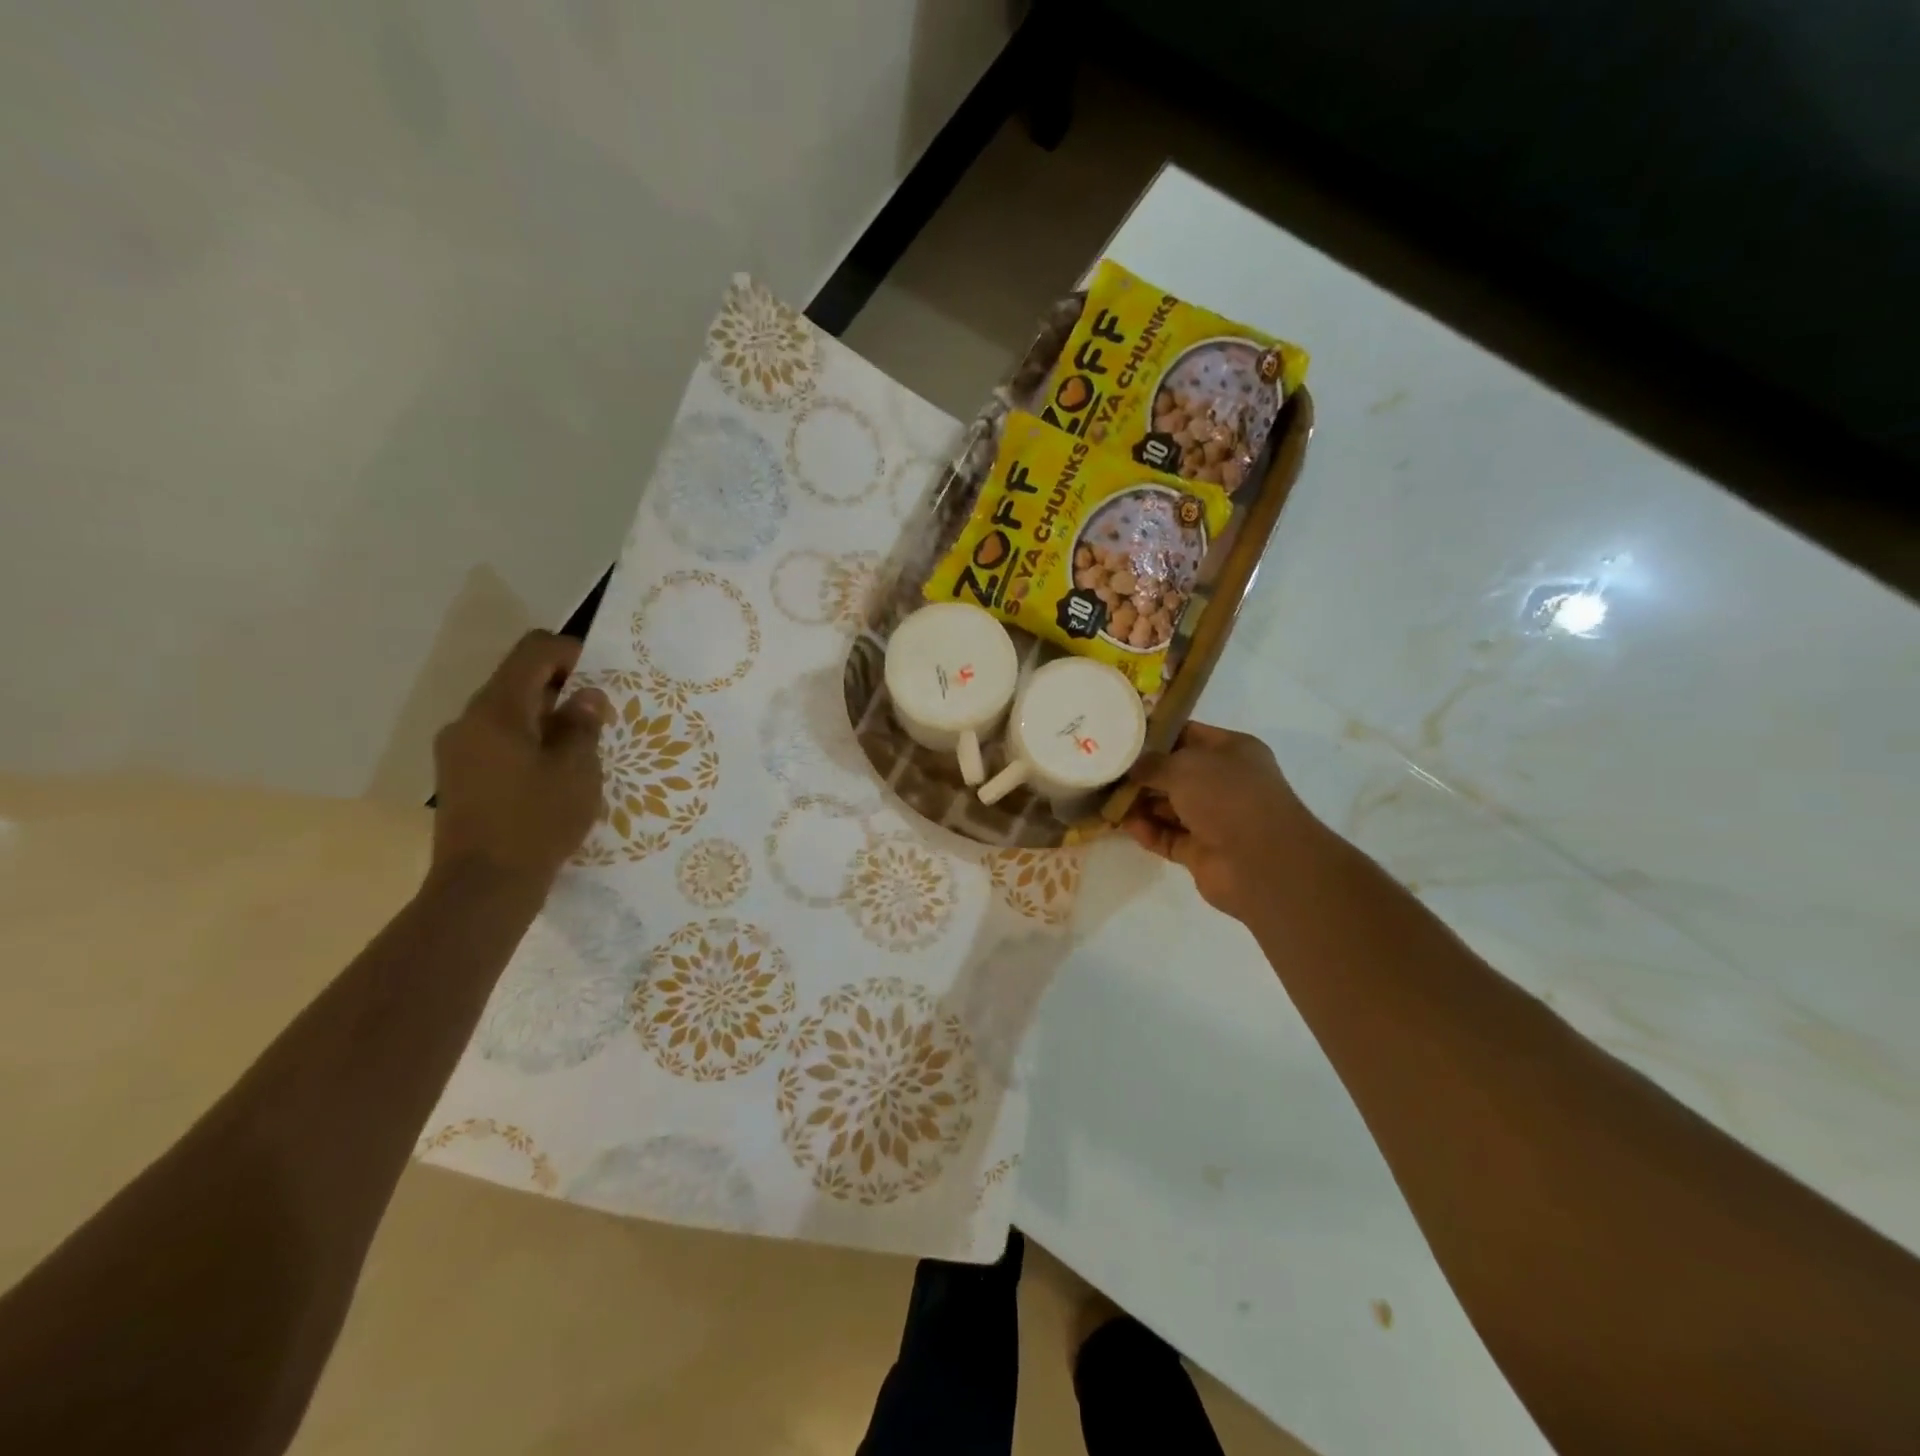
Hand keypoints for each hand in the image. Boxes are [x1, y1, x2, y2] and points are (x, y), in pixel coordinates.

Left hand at [429, 631, 610, 887]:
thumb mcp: (576, 771)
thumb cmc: (537, 822)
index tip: (601, 679)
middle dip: (562, 689)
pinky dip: (528, 741)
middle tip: (598, 719)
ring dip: (546, 718)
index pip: (533, 651)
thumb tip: (586, 696)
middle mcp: (469, 720)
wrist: (483, 887)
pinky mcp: (459, 775)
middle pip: (517, 680)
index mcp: (496, 710)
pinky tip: (552, 773)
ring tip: (580, 750)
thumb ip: (582, 725)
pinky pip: (498, 739)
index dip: (570, 652)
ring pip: (508, 712)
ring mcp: (458, 749)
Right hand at [1122, 721, 1320, 922]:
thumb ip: (1152, 763)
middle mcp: (1225, 782)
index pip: (1188, 734)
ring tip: (1106, 797)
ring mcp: (1215, 819)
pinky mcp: (1202, 851)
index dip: (1155, 735)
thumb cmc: (1227, 797)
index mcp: (1232, 751)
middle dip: (1142, 773)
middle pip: (1175, 773)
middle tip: (1105, 769)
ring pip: (1169, 807)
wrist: (1261, 862)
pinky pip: (1168, 836)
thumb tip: (1132, 768)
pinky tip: (1124, 825)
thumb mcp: (1184, 766)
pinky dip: (1148, 831)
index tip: (1120, 736)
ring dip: (1140, 803)